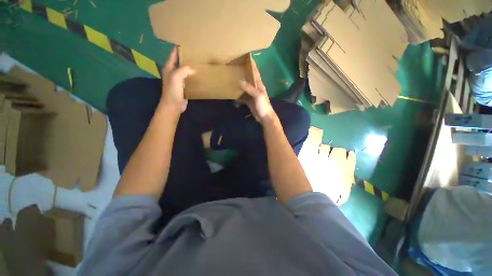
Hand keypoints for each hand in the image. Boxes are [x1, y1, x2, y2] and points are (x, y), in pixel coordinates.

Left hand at [161, 47, 194, 112]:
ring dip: (189, 66)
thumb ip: (183, 70)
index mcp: (169, 68)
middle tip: (195, 52)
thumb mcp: (176, 77)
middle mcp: (173, 72)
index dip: (177, 49)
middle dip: (185, 57)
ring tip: (198, 62)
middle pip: (179, 62)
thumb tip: (193, 68)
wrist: (173, 105)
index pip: (173, 55)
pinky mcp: (183, 87)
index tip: (185, 43)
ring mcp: (178, 80)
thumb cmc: (173, 91)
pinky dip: (192, 76)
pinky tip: (198, 75)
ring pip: (184, 70)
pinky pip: (188, 78)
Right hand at [239, 60, 276, 125]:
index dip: (253, 65)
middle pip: (250, 79)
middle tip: (236, 67)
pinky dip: (238, 95)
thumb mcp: (258, 95)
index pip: (256, 73)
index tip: (248, 57)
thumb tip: (240, 81)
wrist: (264, 117)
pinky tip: (233, 93)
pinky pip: (243, 96)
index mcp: (260, 85)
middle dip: (244, 73)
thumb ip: (250, 88)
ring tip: (233, 78)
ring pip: (245, 87)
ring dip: (240, 84)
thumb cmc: (263, 105)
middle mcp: (256, 89)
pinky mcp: (249, 102)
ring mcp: (252, 95)